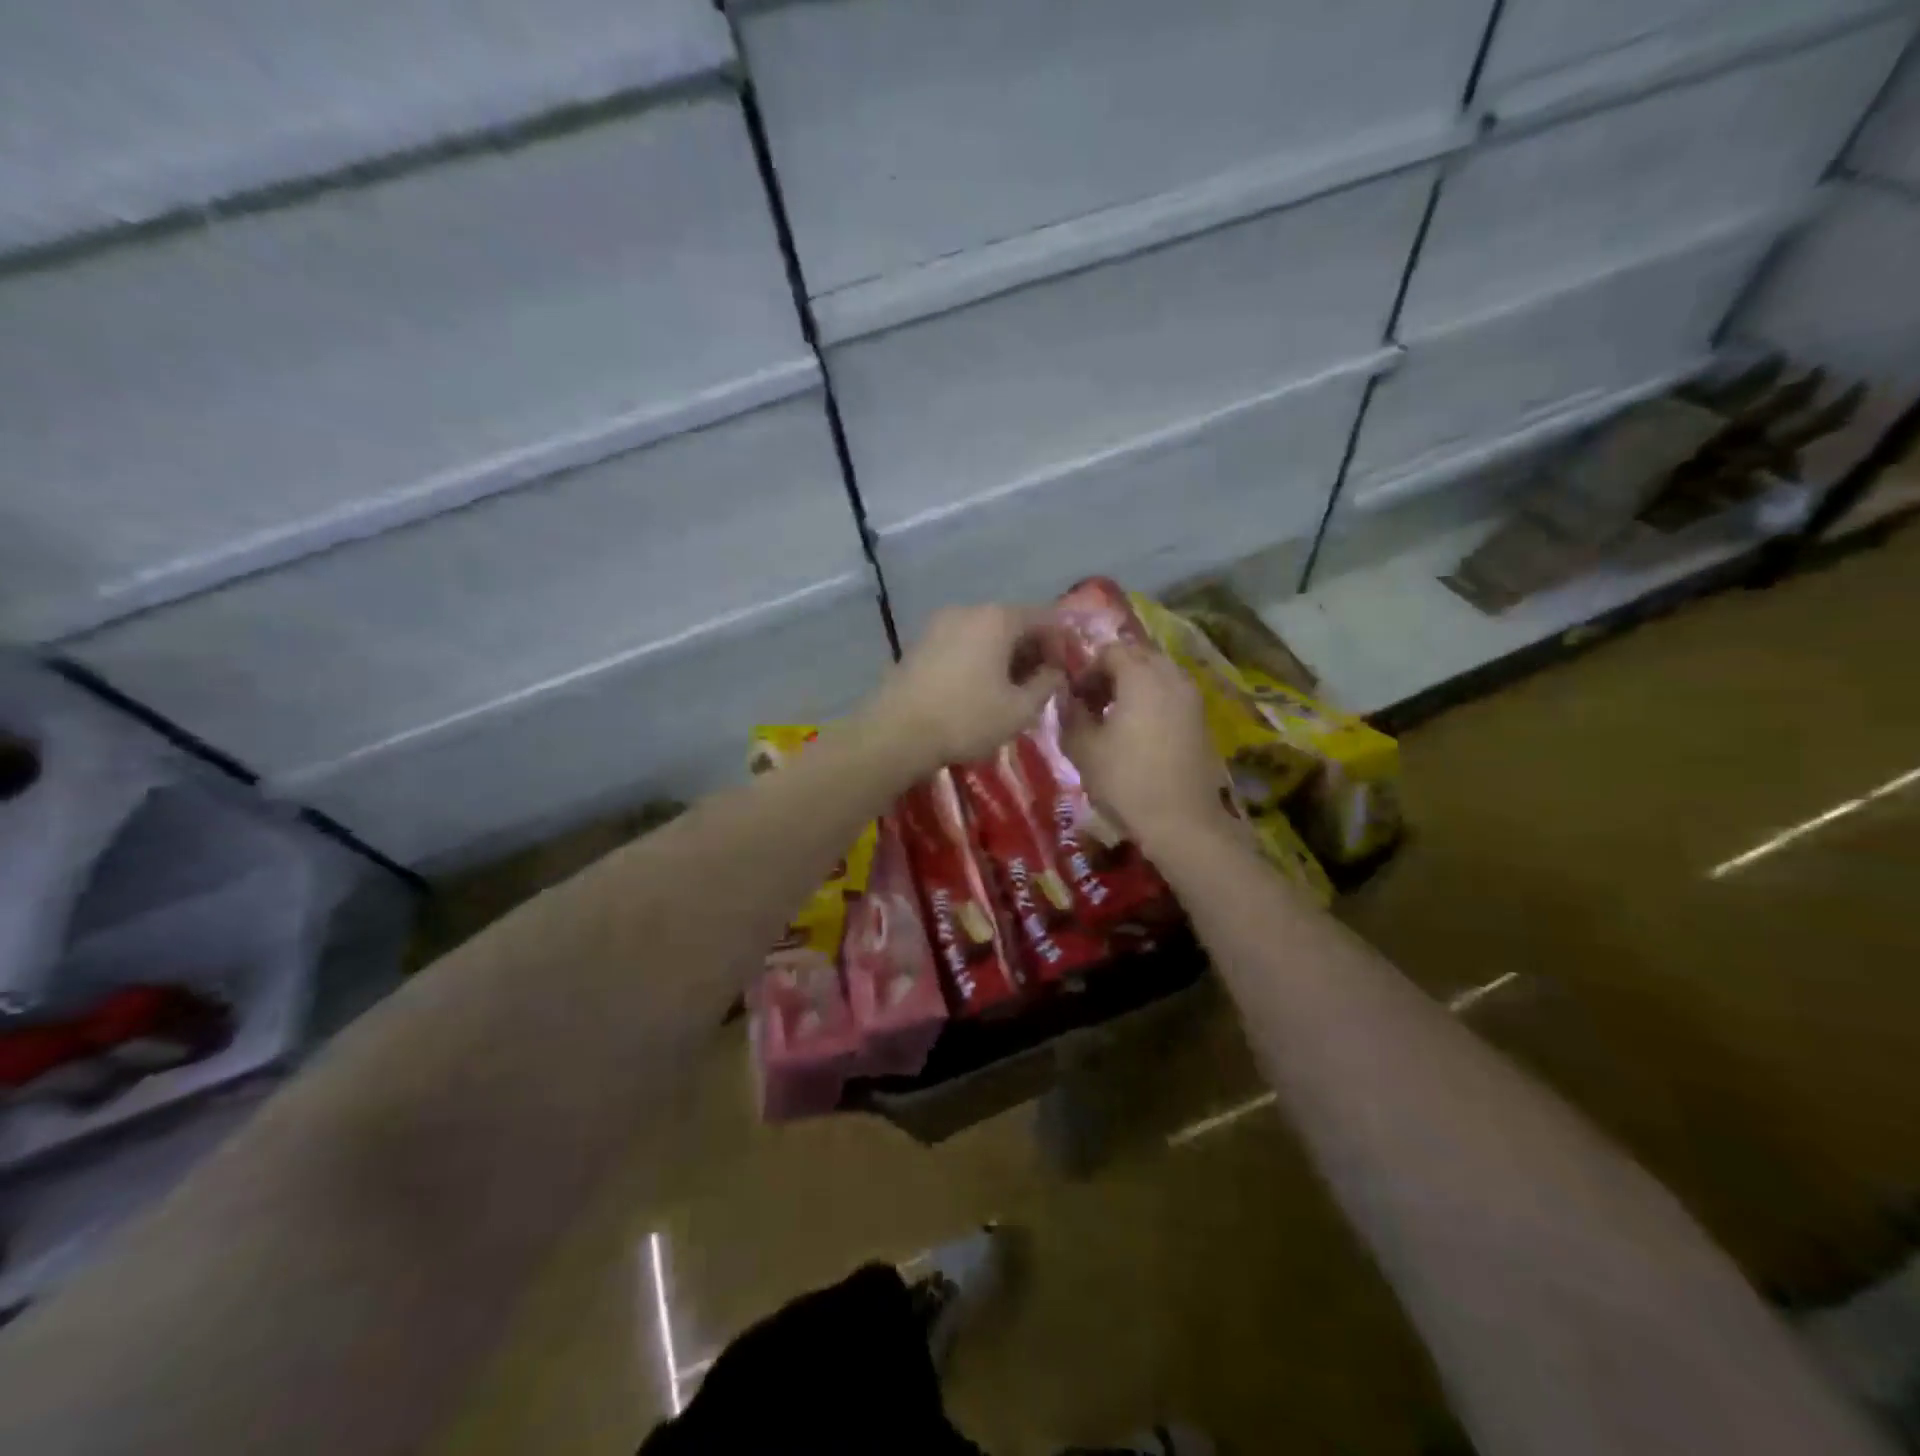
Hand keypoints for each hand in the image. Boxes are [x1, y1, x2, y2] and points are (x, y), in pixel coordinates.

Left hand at [867, 604, 1065, 768]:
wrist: (896, 733)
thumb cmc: (966, 719)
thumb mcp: (1019, 710)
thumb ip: (1046, 685)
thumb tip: (1056, 671)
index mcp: (997, 618)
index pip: (1044, 618)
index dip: (1061, 643)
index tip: (1067, 672)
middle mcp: (968, 610)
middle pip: (1012, 623)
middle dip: (1032, 650)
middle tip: (1042, 683)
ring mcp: (939, 625)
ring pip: (985, 634)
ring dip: (1004, 656)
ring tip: (1012, 690)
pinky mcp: (920, 644)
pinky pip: (961, 644)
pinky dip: (978, 659)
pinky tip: (980, 688)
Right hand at [1060, 643, 1222, 845]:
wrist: (1182, 821)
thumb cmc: (1126, 781)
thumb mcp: (1083, 749)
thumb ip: (1071, 715)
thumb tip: (1068, 699)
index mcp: (1141, 676)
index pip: (1111, 651)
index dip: (1087, 670)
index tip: (1074, 698)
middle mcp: (1171, 677)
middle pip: (1138, 657)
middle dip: (1112, 673)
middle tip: (1093, 703)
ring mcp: (1192, 698)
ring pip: (1158, 675)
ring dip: (1134, 686)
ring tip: (1114, 718)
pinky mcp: (1201, 720)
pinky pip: (1172, 695)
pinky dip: (1153, 701)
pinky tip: (1138, 732)